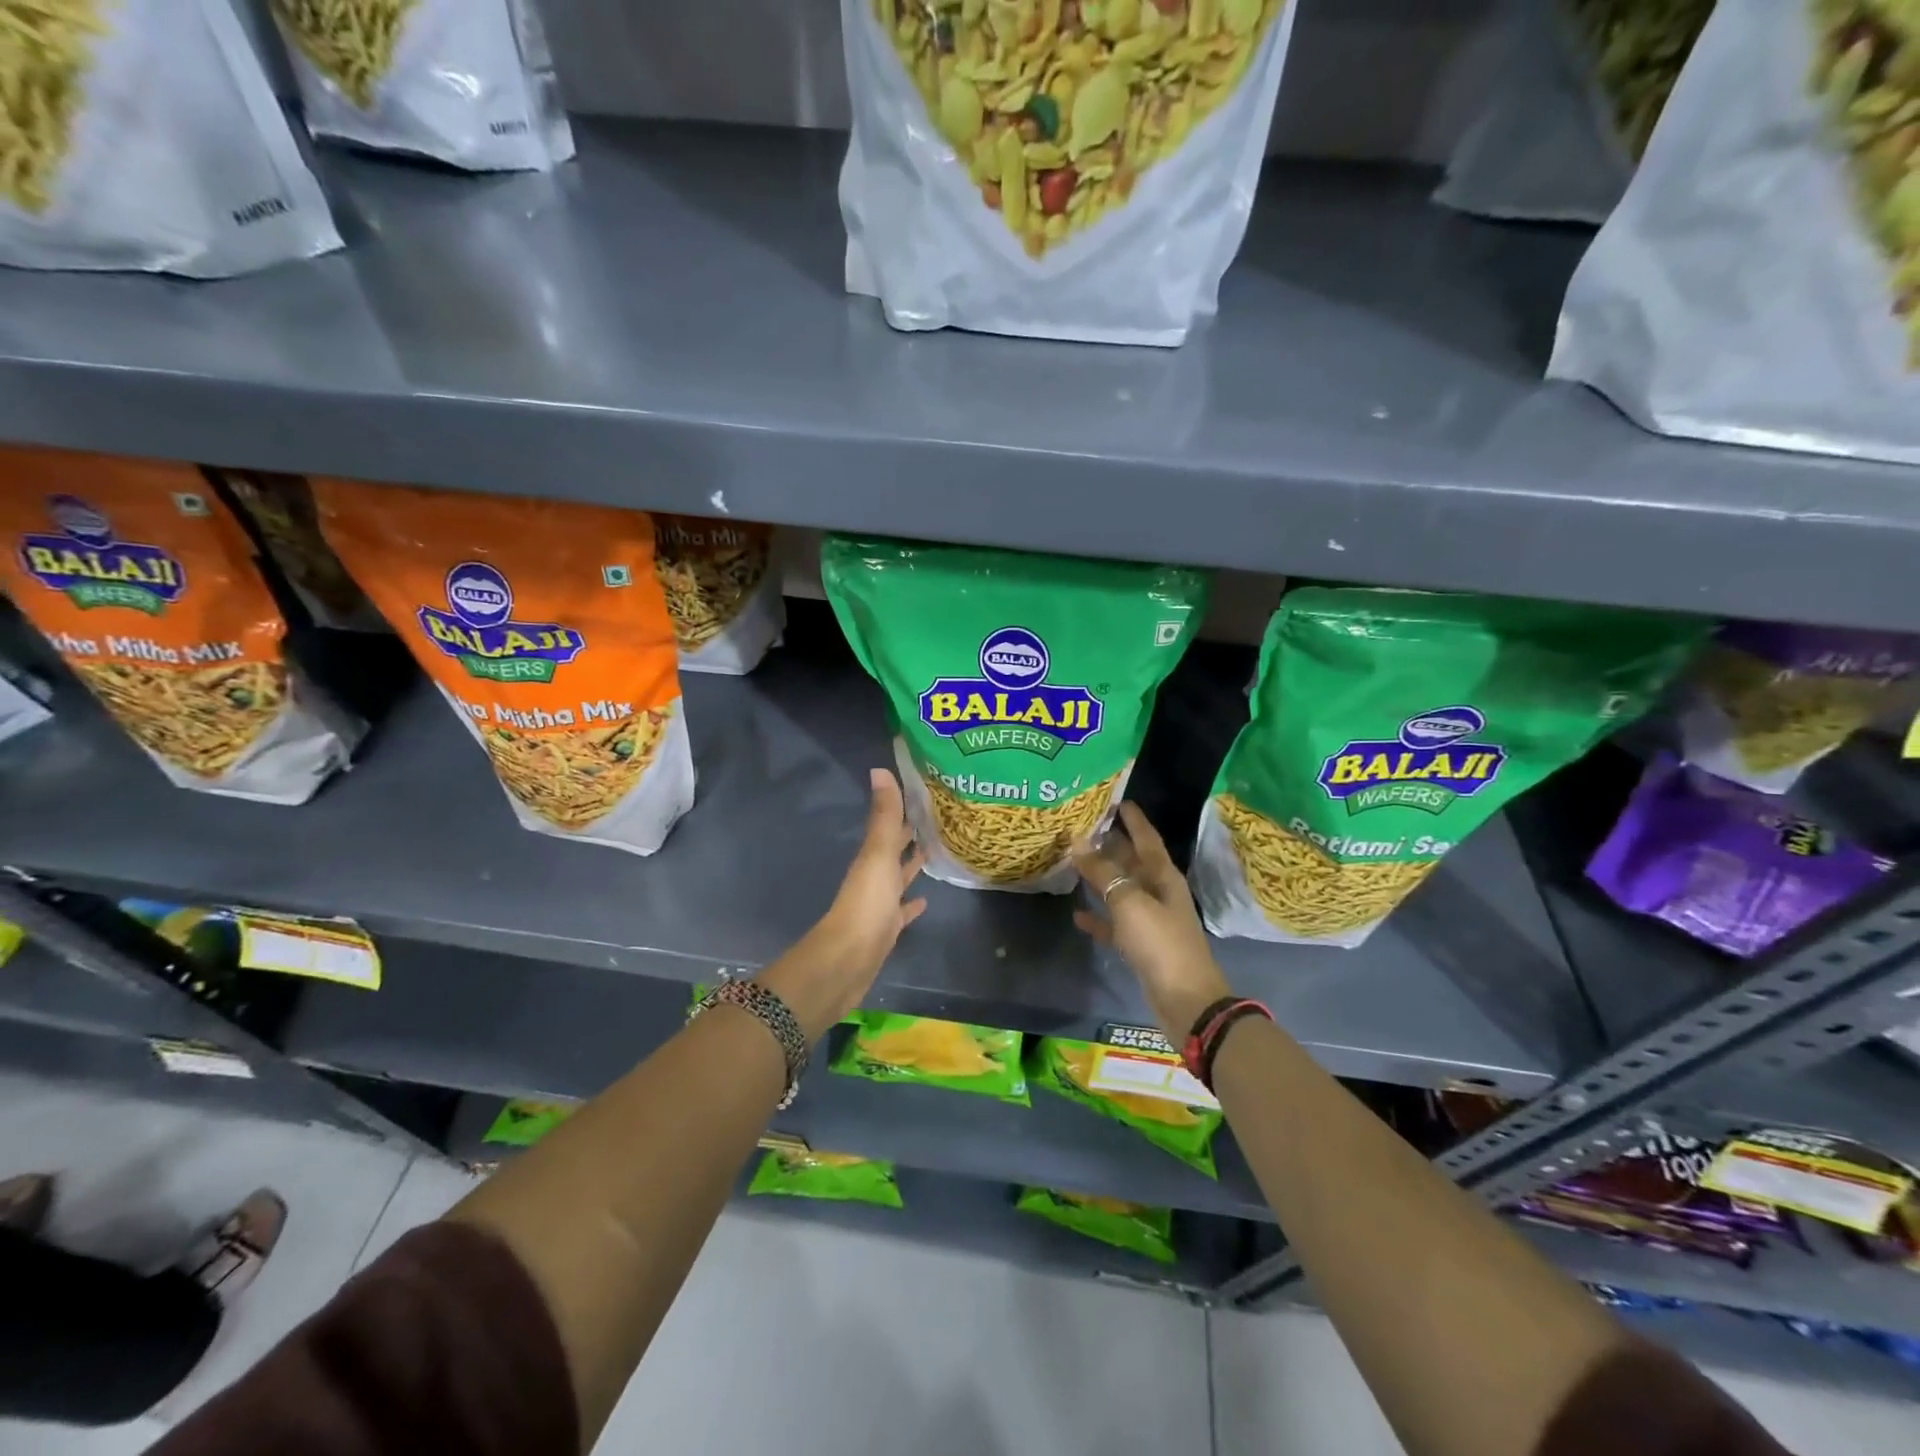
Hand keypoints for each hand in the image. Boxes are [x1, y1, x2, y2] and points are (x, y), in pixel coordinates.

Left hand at [758, 768, 926, 1038]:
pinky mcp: (887, 929)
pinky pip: (902, 911)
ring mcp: (880, 903)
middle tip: (938, 818)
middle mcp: (874, 876)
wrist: (848, 960)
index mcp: (872, 856)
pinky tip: (925, 900)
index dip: (905, 809)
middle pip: (895, 849)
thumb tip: (880, 769)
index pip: (891, 825)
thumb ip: (884, 816)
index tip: (927, 793)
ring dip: (913, 865)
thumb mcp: (878, 854)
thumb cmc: (867, 903)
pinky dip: (912, 903)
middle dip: (911, 834)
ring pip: (899, 877)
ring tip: (935, 851)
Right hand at [1072, 802, 1231, 1040]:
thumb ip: (1103, 873)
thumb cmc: (1160, 943)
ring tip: (1073, 862)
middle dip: (1110, 844)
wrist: (1186, 1000)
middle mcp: (1158, 892)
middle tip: (1081, 827)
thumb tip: (1078, 842)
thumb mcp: (1129, 902)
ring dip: (1101, 878)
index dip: (1133, 819)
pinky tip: (1077, 915)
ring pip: (1121, 890)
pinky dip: (1099, 918)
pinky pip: (1115, 924)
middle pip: (1132, 861)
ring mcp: (1150, 919)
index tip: (1116, 799)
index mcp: (1163, 876)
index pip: (1146, 837)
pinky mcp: (1141, 946)